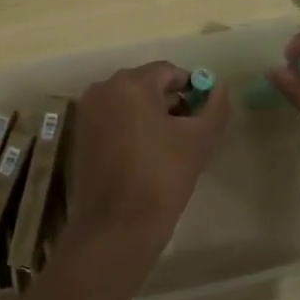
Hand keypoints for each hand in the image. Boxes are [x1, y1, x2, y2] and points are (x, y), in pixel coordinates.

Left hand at [60, 62, 230, 271]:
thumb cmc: (161, 178)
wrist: (116, 227)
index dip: (191, 89)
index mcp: (130, 84)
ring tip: (169, 146)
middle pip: (146, 84)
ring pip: (128, 102)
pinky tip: (145, 155)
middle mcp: (103, 89)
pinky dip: (131, 128)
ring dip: (151, 115)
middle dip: (170, 102)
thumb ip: (215, 107)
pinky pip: (113, 119)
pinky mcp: (80, 135)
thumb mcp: (199, 140)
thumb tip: (218, 88)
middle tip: (189, 132)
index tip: (203, 115)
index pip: (168, 72)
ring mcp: (87, 113)